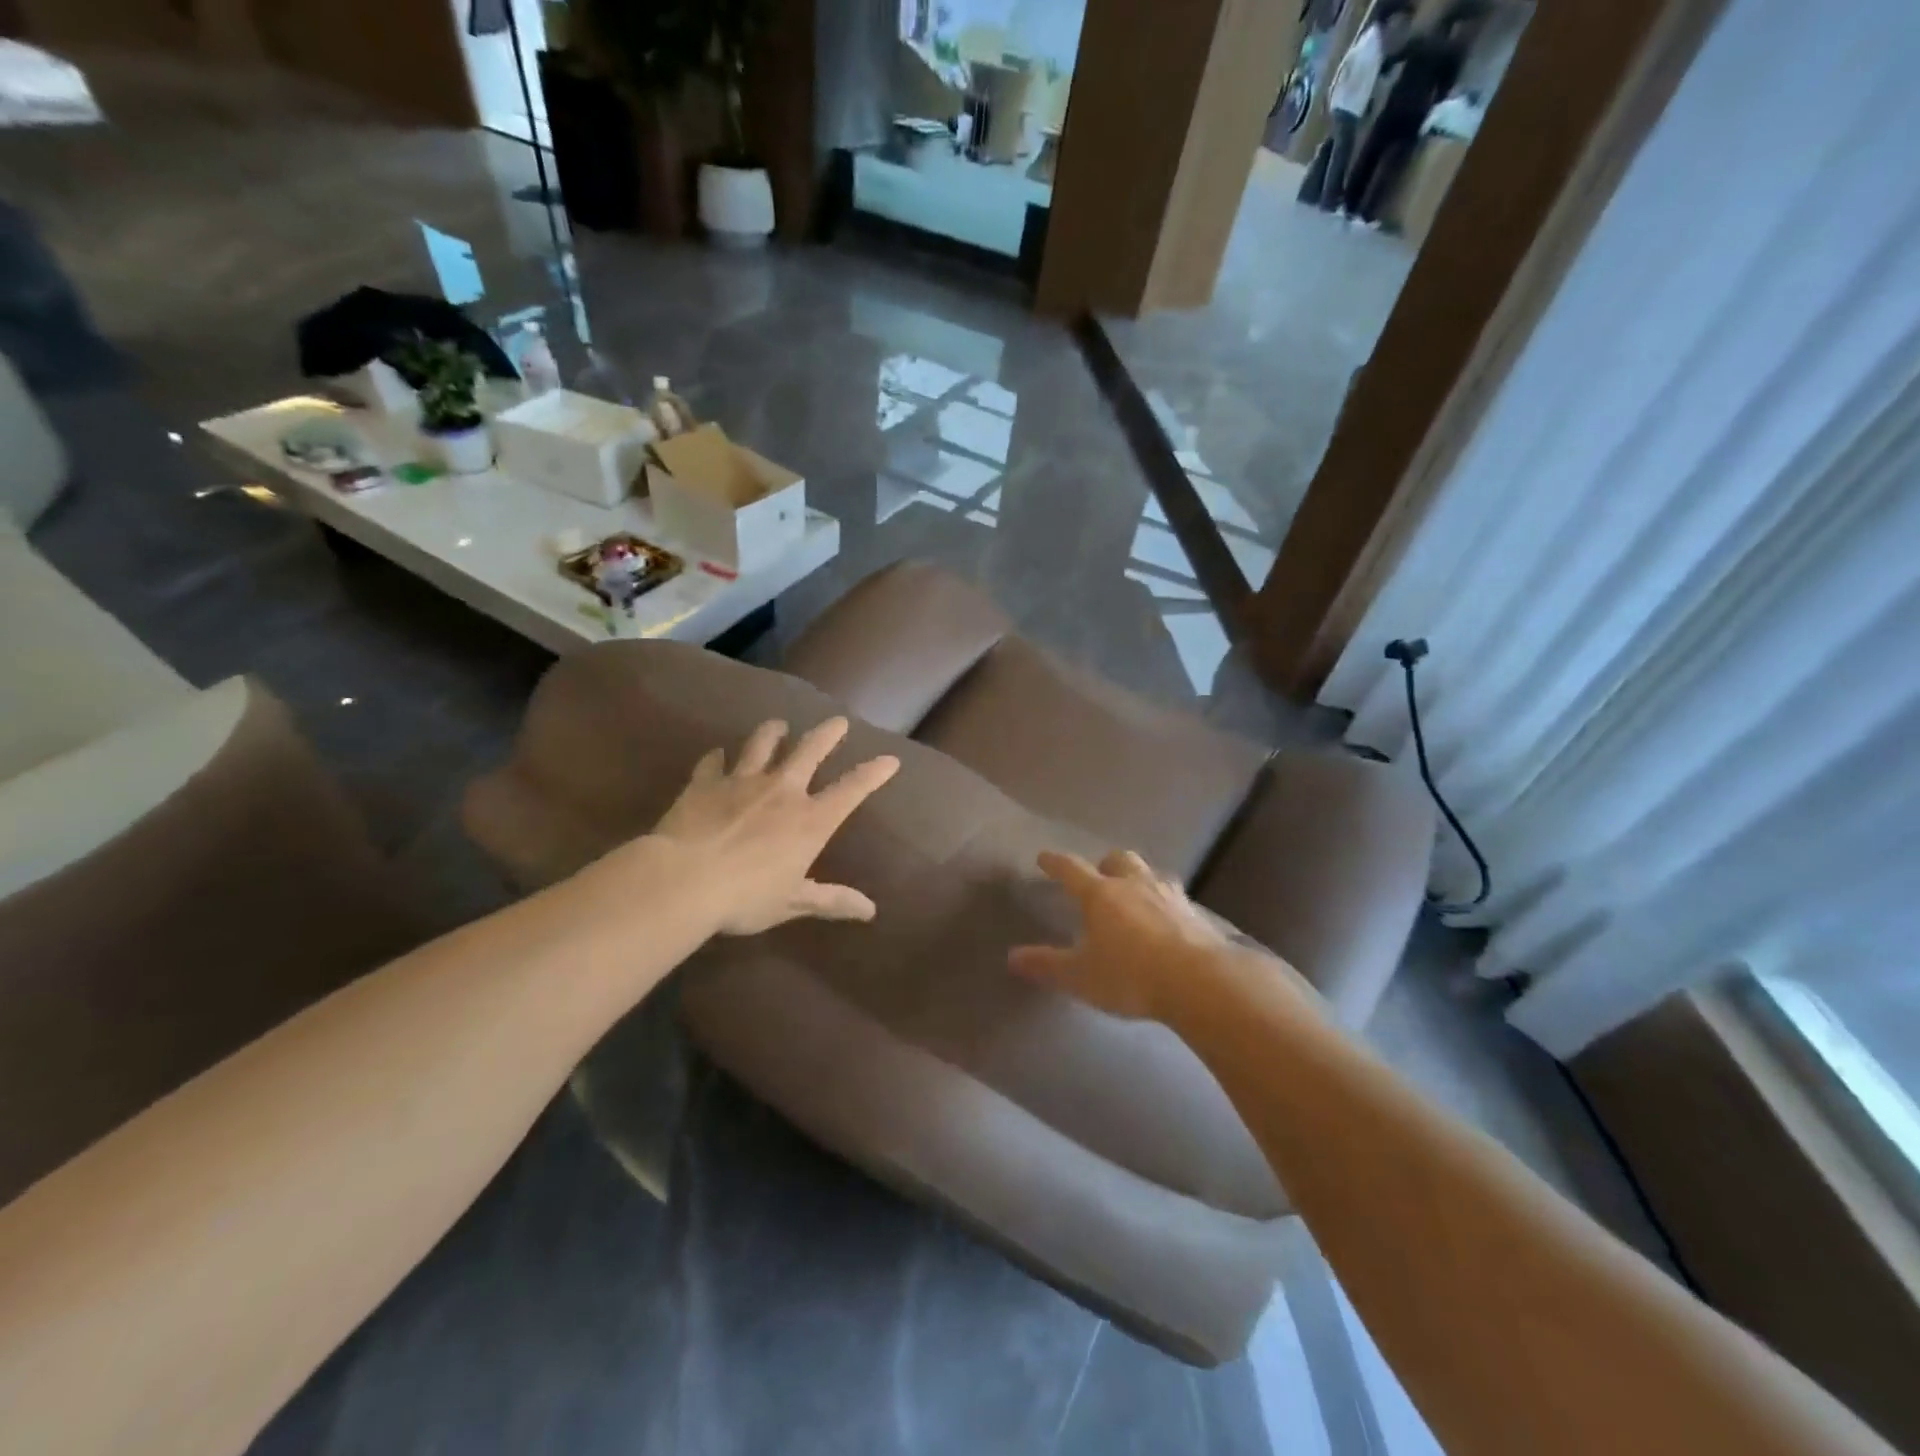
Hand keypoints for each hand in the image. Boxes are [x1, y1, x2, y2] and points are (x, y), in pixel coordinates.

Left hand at [648, 716, 899, 935]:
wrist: (683, 880)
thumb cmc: (745, 897)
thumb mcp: (793, 903)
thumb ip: (831, 901)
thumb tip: (871, 910)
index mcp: (810, 821)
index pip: (851, 790)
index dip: (873, 773)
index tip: (890, 759)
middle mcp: (782, 791)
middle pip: (810, 750)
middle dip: (827, 734)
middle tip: (838, 721)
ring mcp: (742, 782)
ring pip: (762, 744)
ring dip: (773, 732)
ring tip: (779, 724)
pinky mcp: (705, 783)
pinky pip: (713, 763)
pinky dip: (716, 757)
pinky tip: (717, 754)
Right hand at [1008, 850, 1234, 1020]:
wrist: (1200, 981)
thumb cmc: (1130, 975)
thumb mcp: (1080, 976)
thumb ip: (1047, 965)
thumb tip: (1012, 957)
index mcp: (1101, 894)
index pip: (1072, 869)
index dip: (1056, 863)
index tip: (1044, 857)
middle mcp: (1135, 885)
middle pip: (1119, 859)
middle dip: (1106, 864)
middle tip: (1100, 876)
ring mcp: (1170, 896)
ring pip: (1151, 874)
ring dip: (1140, 880)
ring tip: (1136, 895)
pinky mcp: (1197, 915)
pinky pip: (1177, 900)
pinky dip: (1167, 905)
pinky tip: (1168, 921)